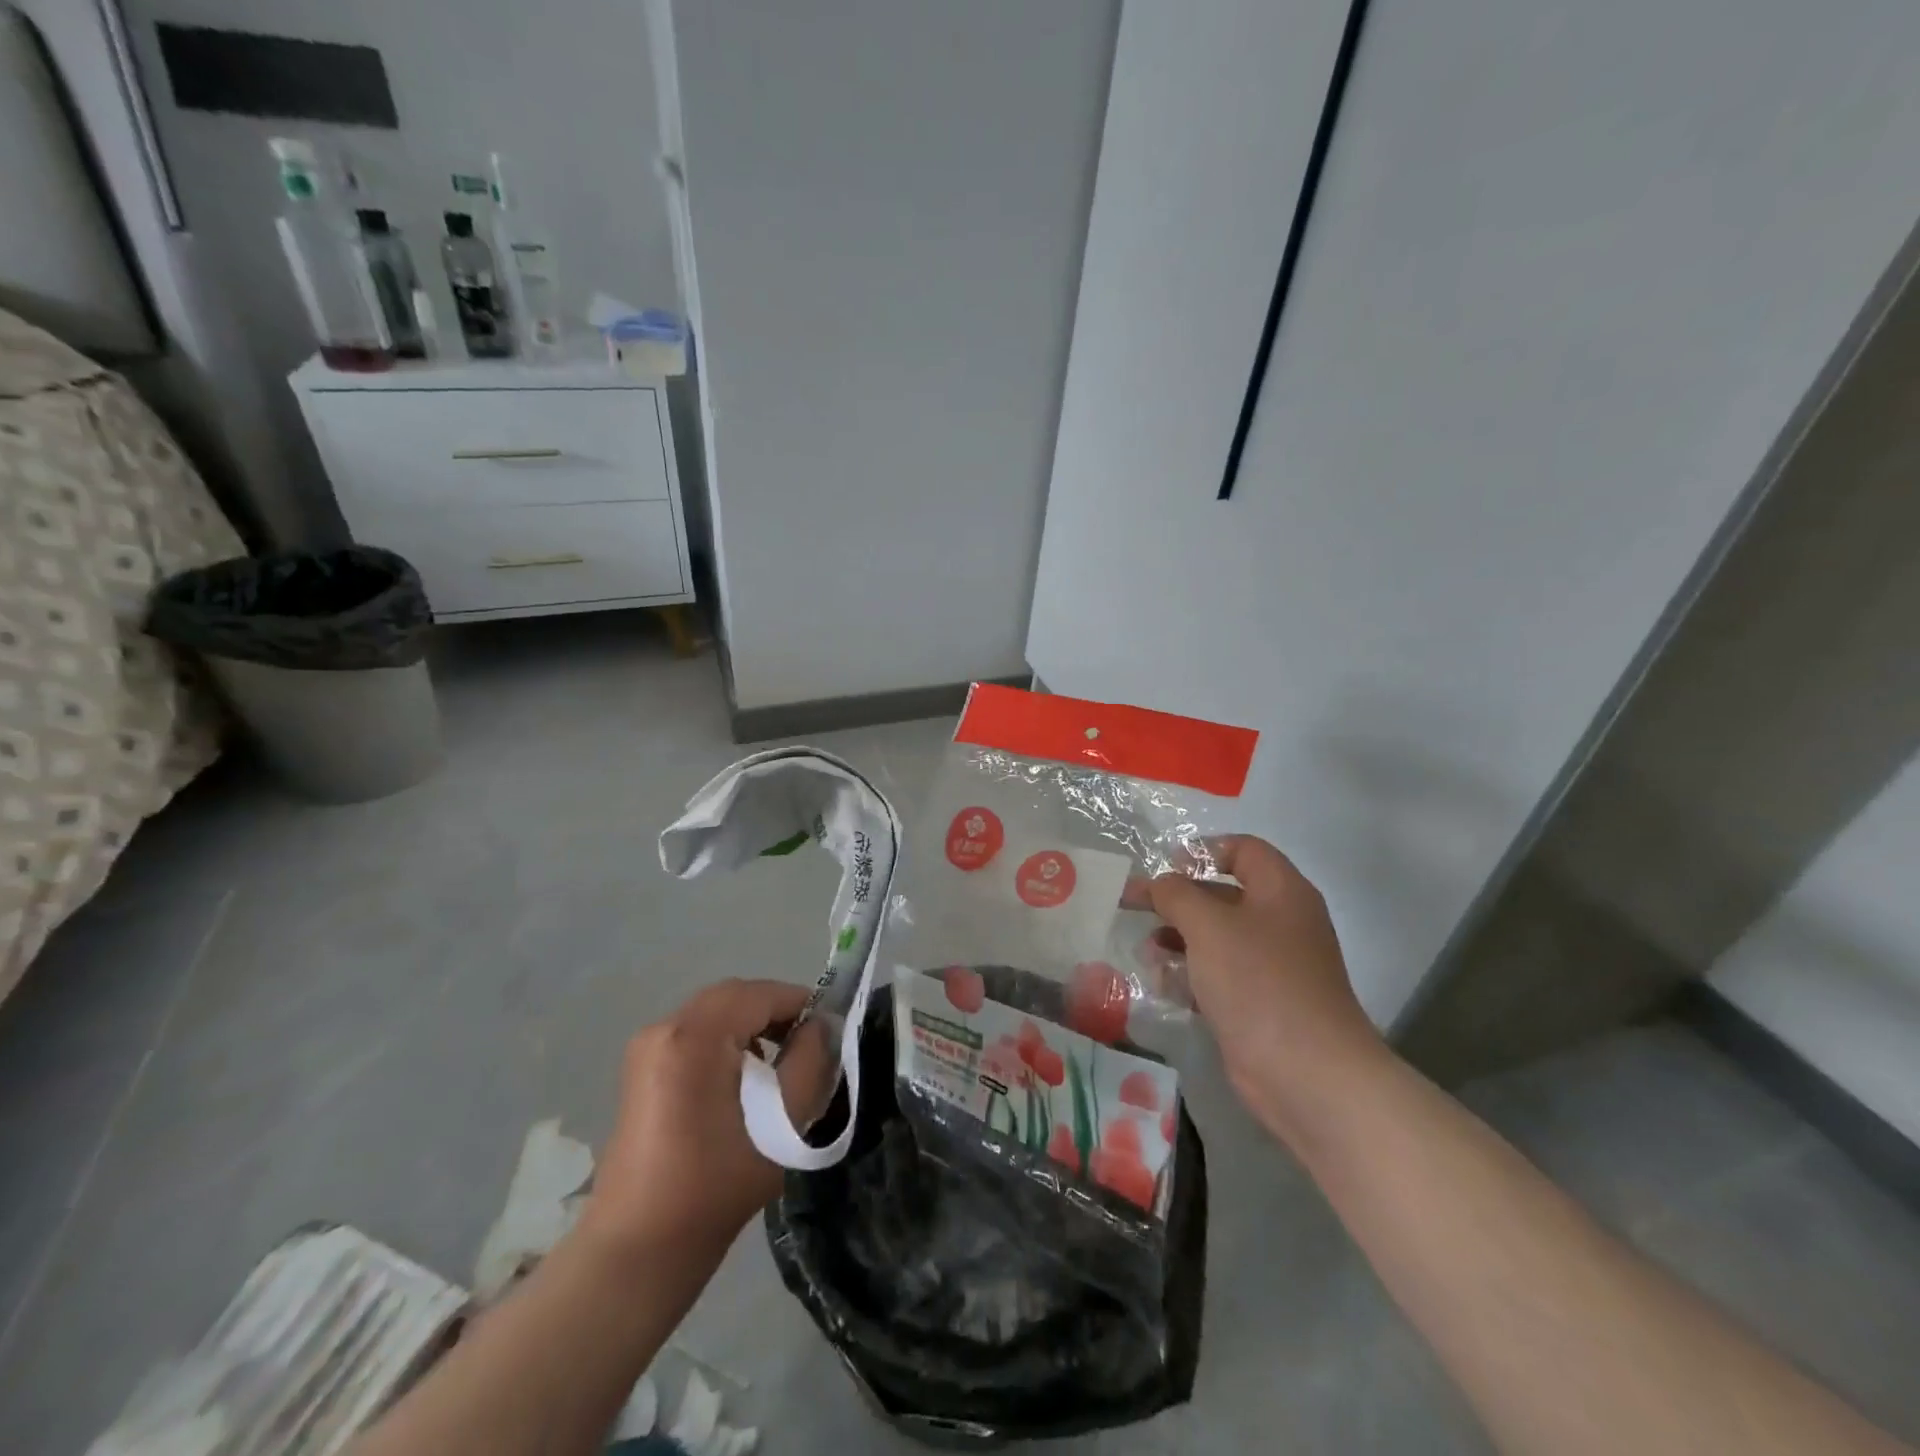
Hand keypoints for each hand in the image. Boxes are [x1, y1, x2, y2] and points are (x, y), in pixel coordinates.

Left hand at [579, 979, 833, 1260]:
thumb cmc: (715, 1186)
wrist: (638, 1249)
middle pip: (734, 996)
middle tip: (808, 1043)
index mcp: (694, 1036)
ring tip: (781, 1062)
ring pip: (715, 1012)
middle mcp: (665, 1028)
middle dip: (776, 1011)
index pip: (760, 994)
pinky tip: (743, 1078)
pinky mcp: (642, 1068)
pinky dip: (726, 1039)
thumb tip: (818, 1028)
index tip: (830, 1030)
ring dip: (752, 1024)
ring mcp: (647, 1047)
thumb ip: (810, 1062)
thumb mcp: (782, 1123)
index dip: (800, 1003)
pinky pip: (695, 1032)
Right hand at [1147, 836, 1386, 1139]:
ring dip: (1178, 938)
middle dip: (1177, 899)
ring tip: (1145, 951)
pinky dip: (1190, 974)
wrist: (1307, 1073)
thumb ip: (1177, 894)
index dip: (1204, 850)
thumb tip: (1161, 884)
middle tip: (1133, 904)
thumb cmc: (1259, 982)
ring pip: (1217, 938)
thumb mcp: (1209, 926)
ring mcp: (1272, 966)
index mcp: (1281, 891)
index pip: (1244, 849)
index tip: (1165, 866)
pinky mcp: (1260, 1003)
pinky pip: (1219, 975)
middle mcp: (1281, 923)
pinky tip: (1161, 984)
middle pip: (1223, 894)